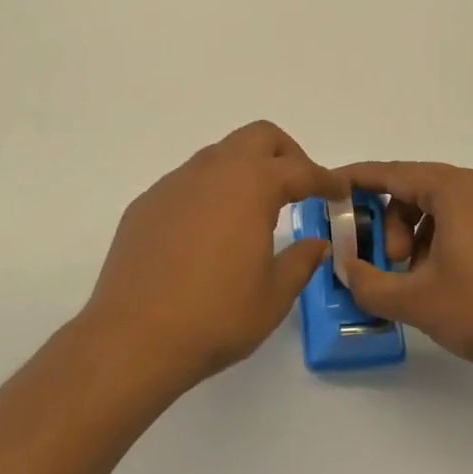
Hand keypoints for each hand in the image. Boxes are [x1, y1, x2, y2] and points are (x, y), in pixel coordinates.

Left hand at [80, 121, 333, 393]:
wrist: (133, 337)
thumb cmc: (215, 316)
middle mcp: (213, 171)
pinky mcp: (147, 203)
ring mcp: (175, 183)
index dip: (325, 179)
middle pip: (258, 137)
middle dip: (285, 154)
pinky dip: (210, 192)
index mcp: (251, 186)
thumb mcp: (273, 296)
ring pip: (219, 155)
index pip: (299, 170)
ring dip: (244, 170)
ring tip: (253, 211)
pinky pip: (188, 182)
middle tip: (298, 187)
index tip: (339, 190)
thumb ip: (300, 262)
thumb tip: (316, 244)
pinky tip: (208, 232)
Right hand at [334, 160, 472, 386]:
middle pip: (414, 189)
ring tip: (414, 278)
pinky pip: (464, 220)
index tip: (328, 188)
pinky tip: (442, 280)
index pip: (391, 173)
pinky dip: (441, 240)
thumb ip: (369, 283)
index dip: (355, 181)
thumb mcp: (418, 301)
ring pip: (440, 207)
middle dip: (389, 223)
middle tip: (386, 263)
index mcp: (454, 189)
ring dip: (414, 235)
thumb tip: (346, 269)